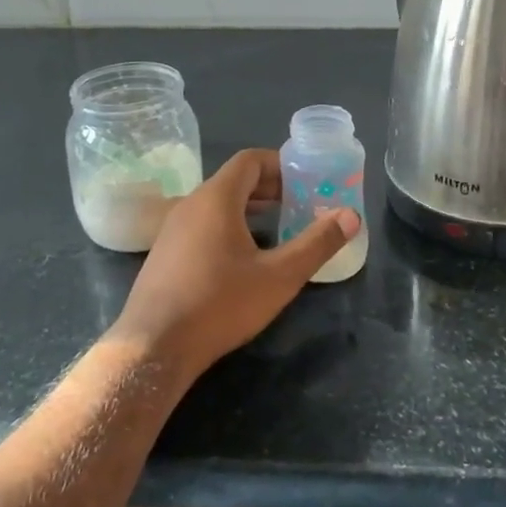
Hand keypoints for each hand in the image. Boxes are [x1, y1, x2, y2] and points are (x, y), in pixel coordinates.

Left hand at [107, 150, 357, 387]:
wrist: (154, 346)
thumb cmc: (220, 304)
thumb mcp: (279, 277)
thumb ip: (317, 244)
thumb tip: (351, 216)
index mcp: (217, 198)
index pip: (250, 160)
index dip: (281, 164)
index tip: (306, 180)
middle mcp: (191, 203)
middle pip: (233, 180)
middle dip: (270, 187)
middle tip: (300, 204)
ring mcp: (172, 228)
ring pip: (216, 203)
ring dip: (248, 208)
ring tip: (278, 227)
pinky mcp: (164, 253)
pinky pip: (201, 224)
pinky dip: (227, 225)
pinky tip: (243, 258)